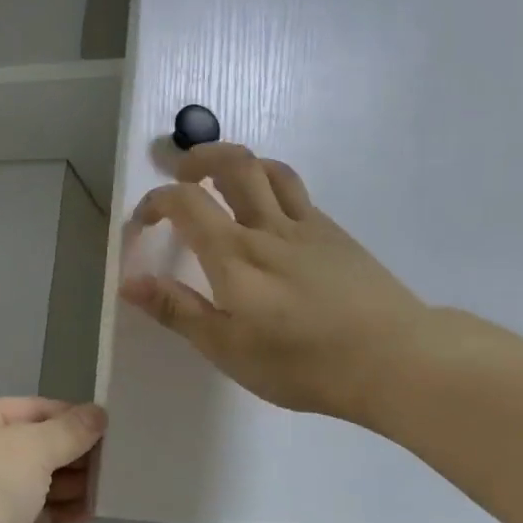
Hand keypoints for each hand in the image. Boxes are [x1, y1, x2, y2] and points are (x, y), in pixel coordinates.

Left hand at [0, 397, 106, 522]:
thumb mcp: (31, 450)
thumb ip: (69, 431)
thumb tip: (99, 414)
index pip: (30, 408)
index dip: (70, 415)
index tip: (110, 425)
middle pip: (33, 445)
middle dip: (74, 451)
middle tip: (120, 457)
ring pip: (34, 482)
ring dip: (71, 483)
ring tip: (114, 483)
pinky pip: (32, 515)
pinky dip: (59, 512)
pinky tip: (93, 511)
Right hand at [120, 144, 430, 428]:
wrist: (393, 359)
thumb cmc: (302, 363)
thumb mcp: (228, 348)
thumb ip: (178, 310)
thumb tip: (129, 281)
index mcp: (235, 254)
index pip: (186, 203)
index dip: (156, 201)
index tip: (143, 222)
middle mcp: (269, 227)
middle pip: (234, 164)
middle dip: (199, 159)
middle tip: (182, 175)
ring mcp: (309, 226)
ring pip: (270, 170)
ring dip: (239, 163)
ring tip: (224, 182)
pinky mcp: (337, 235)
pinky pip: (298, 194)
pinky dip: (272, 188)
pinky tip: (271, 218)